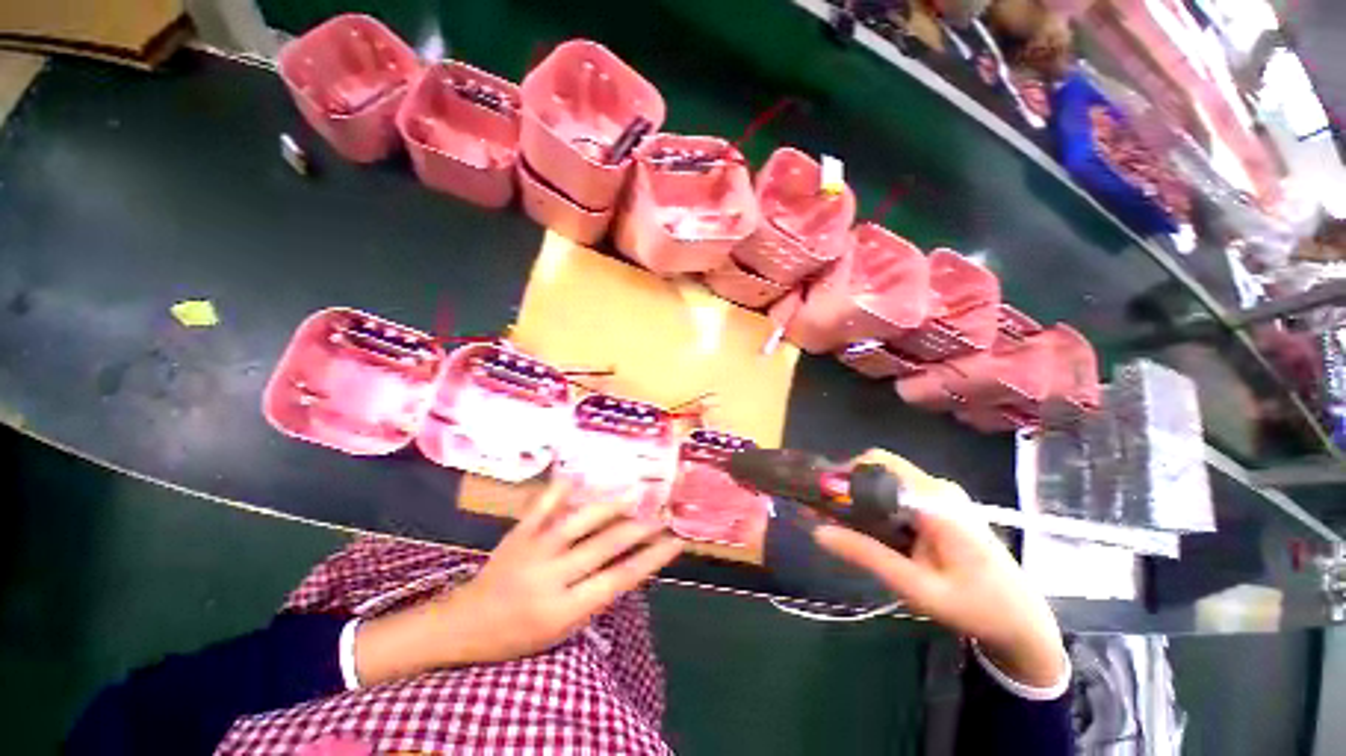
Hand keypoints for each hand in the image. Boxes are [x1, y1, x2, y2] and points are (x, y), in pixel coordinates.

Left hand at [354, 481, 682, 684]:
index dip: (651, 558)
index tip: (674, 542)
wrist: (465, 624)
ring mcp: (533, 549)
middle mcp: (551, 575)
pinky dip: (560, 490)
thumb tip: (630, 562)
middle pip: (606, 545)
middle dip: (640, 528)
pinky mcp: (518, 533)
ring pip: (580, 520)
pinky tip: (578, 477)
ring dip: (611, 505)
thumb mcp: (562, 632)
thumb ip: (596, 596)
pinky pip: (542, 506)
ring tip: (636, 494)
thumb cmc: (518, 636)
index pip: (619, 578)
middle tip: (663, 514)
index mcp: (564, 608)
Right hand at [813, 450, 1065, 687]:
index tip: (820, 498)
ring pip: (887, 476)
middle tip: (830, 514)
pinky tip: (874, 529)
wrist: (1023, 620)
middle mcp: (938, 487)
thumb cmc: (974, 607)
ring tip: (847, 524)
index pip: (877, 466)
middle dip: (849, 483)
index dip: (844, 477)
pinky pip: (899, 488)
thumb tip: (819, 531)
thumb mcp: (916, 587)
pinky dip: (878, 501)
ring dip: (862, 493)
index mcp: (935, 502)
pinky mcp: (942, 502)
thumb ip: (867, 555)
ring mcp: (942, 492)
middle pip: (879, 466)